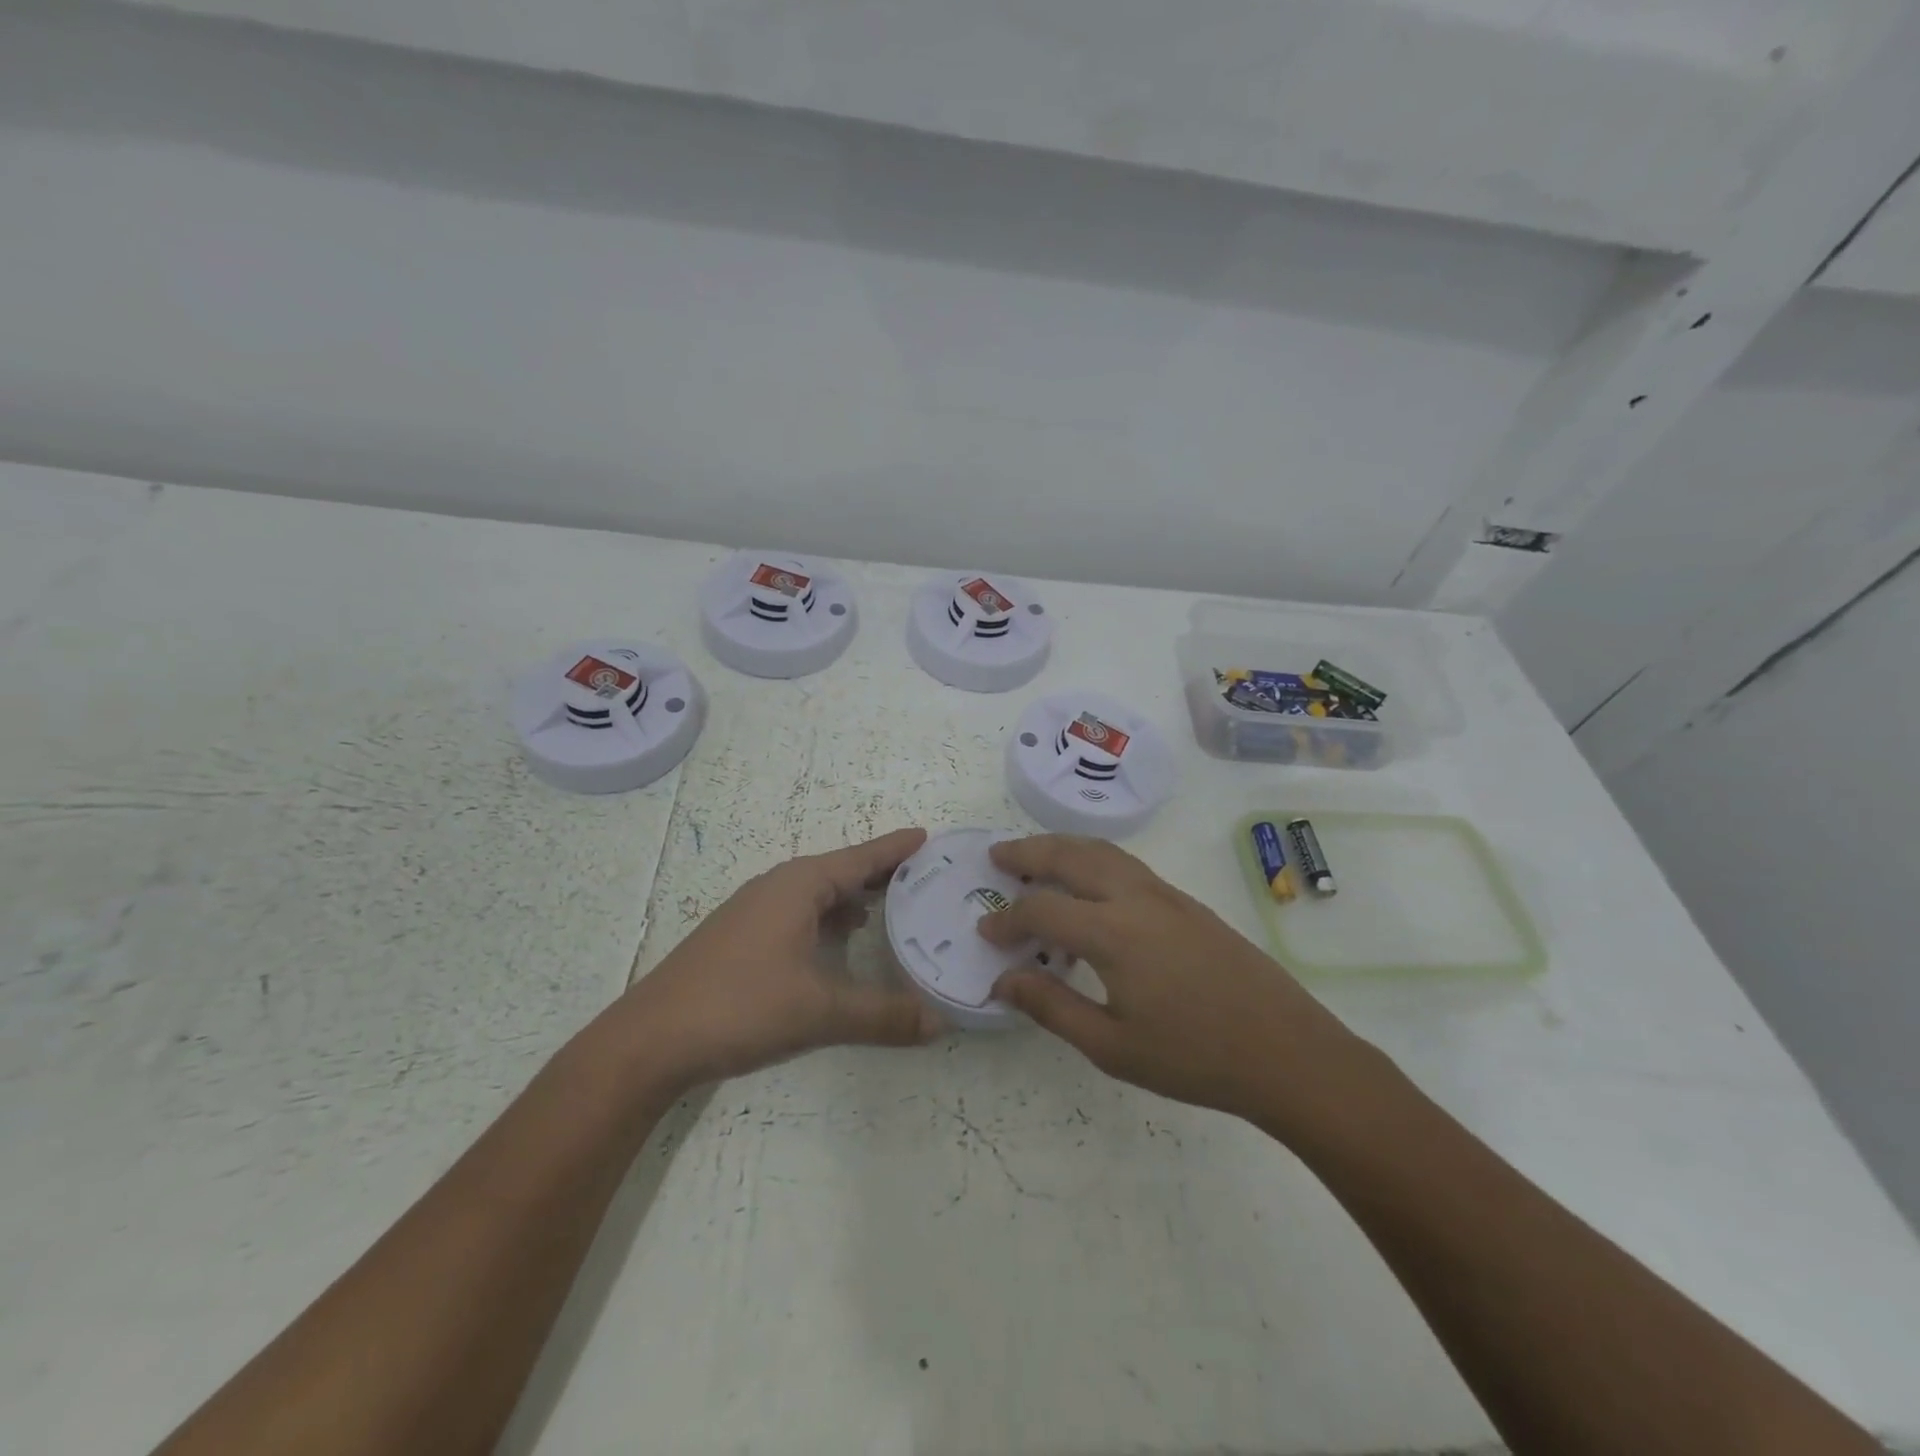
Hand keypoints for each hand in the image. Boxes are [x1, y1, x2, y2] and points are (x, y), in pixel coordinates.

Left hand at [618, 828, 940, 1090]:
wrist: (650, 1039)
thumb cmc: (740, 1006)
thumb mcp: (819, 1012)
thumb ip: (882, 1016)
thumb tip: (941, 1023)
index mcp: (798, 886)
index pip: (860, 858)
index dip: (896, 849)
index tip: (928, 836)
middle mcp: (777, 887)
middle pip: (840, 871)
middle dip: (880, 872)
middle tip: (923, 876)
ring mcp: (754, 911)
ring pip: (817, 893)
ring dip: (852, 896)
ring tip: (890, 906)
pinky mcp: (740, 937)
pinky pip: (798, 912)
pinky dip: (828, 917)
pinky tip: (839, 940)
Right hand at [976, 834, 1358, 1124]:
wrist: (1287, 1052)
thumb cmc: (1193, 1058)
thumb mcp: (1112, 1046)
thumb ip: (1052, 1007)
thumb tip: (1003, 981)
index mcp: (1112, 932)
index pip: (1042, 909)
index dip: (1008, 919)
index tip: (986, 932)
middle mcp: (1136, 898)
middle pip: (1071, 856)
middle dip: (1028, 851)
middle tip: (997, 855)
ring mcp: (1166, 895)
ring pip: (1103, 851)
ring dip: (1062, 847)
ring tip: (1035, 857)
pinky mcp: (1187, 903)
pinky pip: (1127, 864)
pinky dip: (1093, 859)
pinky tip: (1089, 885)